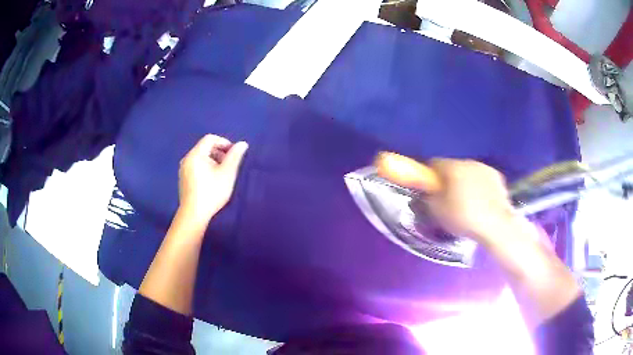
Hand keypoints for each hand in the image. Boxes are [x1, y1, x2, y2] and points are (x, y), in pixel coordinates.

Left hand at [178, 134, 248, 224]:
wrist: (194, 214)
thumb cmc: (212, 192)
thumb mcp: (227, 173)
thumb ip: (235, 156)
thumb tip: (242, 143)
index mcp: (196, 154)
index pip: (210, 138)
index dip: (224, 142)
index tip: (234, 153)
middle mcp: (187, 158)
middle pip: (204, 147)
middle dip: (219, 152)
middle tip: (230, 164)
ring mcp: (183, 169)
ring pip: (200, 157)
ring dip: (213, 160)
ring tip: (222, 173)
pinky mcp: (183, 179)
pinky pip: (196, 166)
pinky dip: (205, 167)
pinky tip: (212, 181)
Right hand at [422, 159, 515, 242]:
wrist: (496, 225)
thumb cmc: (464, 218)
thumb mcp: (438, 211)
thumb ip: (430, 197)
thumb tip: (429, 191)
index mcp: (453, 168)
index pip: (434, 163)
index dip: (430, 176)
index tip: (430, 189)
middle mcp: (469, 162)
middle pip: (453, 167)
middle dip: (449, 179)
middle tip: (448, 199)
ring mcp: (485, 168)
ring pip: (469, 172)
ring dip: (465, 182)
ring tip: (467, 202)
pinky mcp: (498, 177)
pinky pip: (482, 178)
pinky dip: (479, 186)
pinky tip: (481, 202)